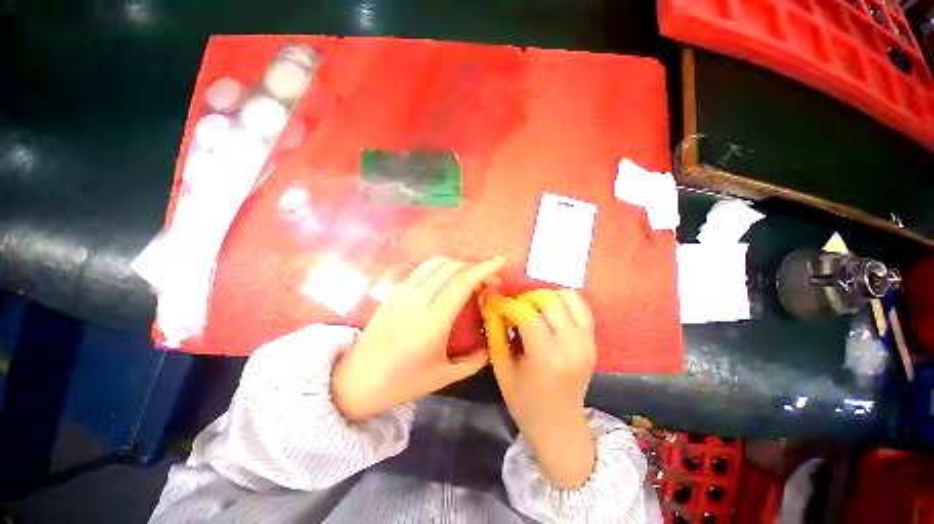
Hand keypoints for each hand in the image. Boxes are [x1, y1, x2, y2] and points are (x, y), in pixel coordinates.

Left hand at [332, 256, 505, 421]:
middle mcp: (417, 299)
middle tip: (489, 280)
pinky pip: (422, 269)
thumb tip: (488, 345)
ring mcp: (403, 292)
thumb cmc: (402, 381)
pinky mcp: (394, 291)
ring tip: (470, 277)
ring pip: (435, 263)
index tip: (500, 263)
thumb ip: (473, 361)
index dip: (483, 268)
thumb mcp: (443, 376)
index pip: (462, 282)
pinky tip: (448, 279)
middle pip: (451, 267)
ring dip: (457, 264)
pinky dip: (441, 267)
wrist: (357, 379)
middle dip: (475, 267)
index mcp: (432, 320)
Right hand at [485, 289, 596, 488]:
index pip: (526, 314)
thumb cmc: (525, 403)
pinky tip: (550, 313)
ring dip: (547, 297)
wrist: (560, 428)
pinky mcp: (593, 341)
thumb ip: (495, 332)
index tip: (494, 302)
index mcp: (547, 357)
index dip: (506, 304)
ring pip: (568, 297)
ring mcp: (587, 342)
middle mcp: (571, 345)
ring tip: (533, 309)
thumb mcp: (502, 369)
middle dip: (526, 299)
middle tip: (514, 310)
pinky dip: (564, 302)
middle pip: (549, 301)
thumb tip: (488, 302)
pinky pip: (582, 307)